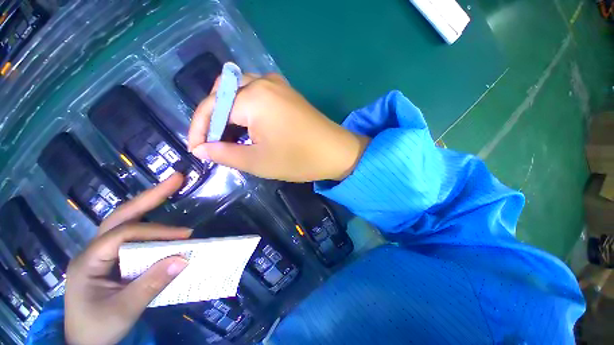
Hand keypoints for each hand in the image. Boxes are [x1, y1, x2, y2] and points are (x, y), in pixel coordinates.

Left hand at [65, 174, 191, 343]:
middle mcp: (94, 249)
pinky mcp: (114, 258)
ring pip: (126, 220)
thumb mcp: (123, 311)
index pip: (124, 234)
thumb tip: (184, 258)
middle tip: (177, 179)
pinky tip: (162, 217)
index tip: (186, 237)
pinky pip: (133, 234)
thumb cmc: (97, 329)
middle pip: (122, 215)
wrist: (84, 343)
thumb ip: (151, 285)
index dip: (157, 232)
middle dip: (150, 196)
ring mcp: (103, 252)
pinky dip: (151, 222)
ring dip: (150, 202)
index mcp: (89, 260)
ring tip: (172, 187)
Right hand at [188, 74, 369, 181]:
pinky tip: (248, 125)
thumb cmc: (299, 159)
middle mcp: (264, 83)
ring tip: (229, 136)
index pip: (212, 107)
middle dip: (213, 117)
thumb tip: (201, 149)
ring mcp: (278, 85)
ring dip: (229, 111)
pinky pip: (257, 93)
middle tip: (213, 141)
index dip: (199, 129)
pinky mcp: (287, 93)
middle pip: (223, 92)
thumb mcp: (258, 161)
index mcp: (254, 98)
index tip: (197, 149)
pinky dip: (245, 107)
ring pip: (239, 90)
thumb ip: (225, 153)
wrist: (336, 152)